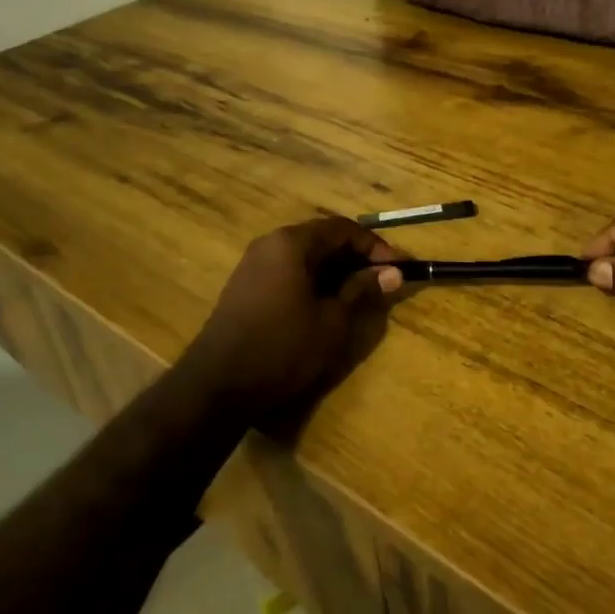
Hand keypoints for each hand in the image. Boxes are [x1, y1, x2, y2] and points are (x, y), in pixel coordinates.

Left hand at [184, 216, 406, 420]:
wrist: (218, 384)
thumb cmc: (283, 348)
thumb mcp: (333, 321)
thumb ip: (362, 290)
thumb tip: (393, 272)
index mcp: (291, 243)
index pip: (342, 229)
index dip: (374, 246)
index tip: (396, 268)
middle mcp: (270, 243)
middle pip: (322, 238)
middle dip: (355, 257)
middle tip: (381, 281)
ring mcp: (253, 264)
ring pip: (304, 256)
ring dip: (334, 270)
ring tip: (358, 294)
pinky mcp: (245, 286)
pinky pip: (287, 271)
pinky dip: (312, 280)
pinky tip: (325, 304)